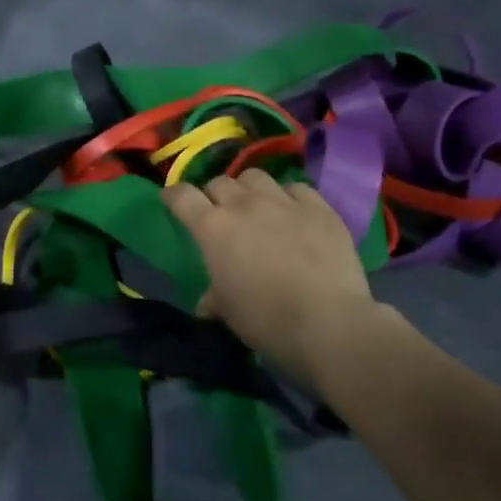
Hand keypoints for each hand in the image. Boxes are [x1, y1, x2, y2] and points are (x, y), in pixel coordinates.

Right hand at [163, 172, 403, 394]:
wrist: (329, 324)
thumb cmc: (266, 321)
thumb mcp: (229, 312)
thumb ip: (214, 298)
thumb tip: (207, 303)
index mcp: (212, 228)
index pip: (182, 196)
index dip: (174, 196)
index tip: (172, 201)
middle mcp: (244, 205)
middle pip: (220, 182)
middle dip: (215, 195)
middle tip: (221, 214)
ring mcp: (284, 202)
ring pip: (255, 176)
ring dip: (249, 189)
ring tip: (257, 207)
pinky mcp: (320, 208)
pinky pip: (297, 188)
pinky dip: (289, 197)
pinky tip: (295, 214)